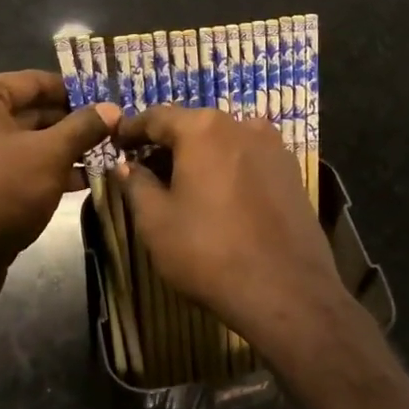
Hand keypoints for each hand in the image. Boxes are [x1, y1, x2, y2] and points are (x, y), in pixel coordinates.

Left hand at [0, 70, 118, 320]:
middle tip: (112, 129)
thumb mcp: (50, 154)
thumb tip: (113, 109)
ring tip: (106, 154)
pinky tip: (83, 179)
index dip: (74, 90)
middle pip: (28, 111)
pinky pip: (13, 166)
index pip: (32, 81)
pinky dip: (44, 169)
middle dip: (71, 123)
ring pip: (23, 142)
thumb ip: (83, 127)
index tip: (108, 99)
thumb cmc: (0, 192)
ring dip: (63, 149)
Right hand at [114, 107, 354, 359]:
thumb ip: (136, 184)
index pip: (157, 117)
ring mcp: (273, 147)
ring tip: (183, 183)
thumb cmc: (209, 252)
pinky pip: (249, 159)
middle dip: (168, 144)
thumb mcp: (156, 221)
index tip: (116, 142)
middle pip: (194, 126)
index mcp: (203, 129)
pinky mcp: (291, 172)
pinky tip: (220, 196)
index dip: (132, 129)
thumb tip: (126, 166)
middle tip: (145, 168)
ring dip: (200, 155)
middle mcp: (241, 125)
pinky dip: (228, 168)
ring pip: (224, 141)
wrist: (287, 291)